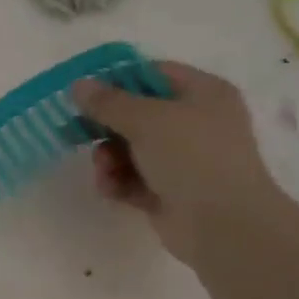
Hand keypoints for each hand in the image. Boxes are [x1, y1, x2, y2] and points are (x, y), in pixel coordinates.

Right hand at [72, 62, 272, 265]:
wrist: (223, 224)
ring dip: (109, 158)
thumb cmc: (192, 157)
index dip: (118, 80)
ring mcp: (184, 161)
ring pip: (132, 150)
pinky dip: (120, 182)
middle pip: (138, 115)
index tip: (84, 93)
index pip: (154, 74)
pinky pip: (134, 180)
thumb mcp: (147, 120)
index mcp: (203, 93)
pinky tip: (111, 189)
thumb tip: (78, 85)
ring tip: (104, 169)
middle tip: (75, 132)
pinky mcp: (170, 193)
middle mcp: (196, 123)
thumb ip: (108, 102)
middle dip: (107, 127)